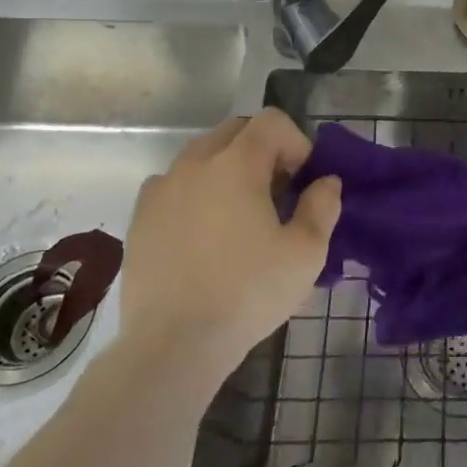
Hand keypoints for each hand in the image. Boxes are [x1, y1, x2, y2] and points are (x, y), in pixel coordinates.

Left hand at [118, 110, 340, 383]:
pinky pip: (174, 185)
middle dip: (263, 151)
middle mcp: (194, 164)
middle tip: (277, 194)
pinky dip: (195, 193)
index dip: (296, 142)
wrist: (172, 345)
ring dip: (228, 170)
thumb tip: (326, 182)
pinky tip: (204, 233)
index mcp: (237, 164)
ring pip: (202, 157)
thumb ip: (323, 206)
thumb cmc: (248, 293)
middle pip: (235, 131)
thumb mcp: (306, 253)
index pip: (272, 121)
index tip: (302, 181)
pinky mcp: (140, 218)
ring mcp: (161, 190)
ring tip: (239, 215)